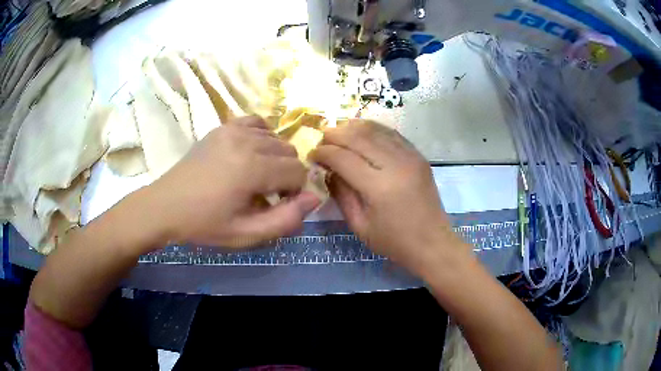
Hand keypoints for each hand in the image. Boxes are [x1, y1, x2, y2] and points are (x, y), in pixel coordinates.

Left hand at [144, 116, 319, 248]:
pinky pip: (257, 123)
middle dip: (286, 175)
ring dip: (274, 158)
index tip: (275, 205)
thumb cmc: (204, 224)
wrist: (165, 206)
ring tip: (255, 177)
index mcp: (252, 168)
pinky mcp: (223, 127)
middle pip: (290, 153)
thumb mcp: (246, 235)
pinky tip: (251, 153)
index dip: (294, 192)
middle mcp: (247, 141)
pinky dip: (262, 137)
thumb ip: (285, 220)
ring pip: (276, 138)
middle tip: (265, 194)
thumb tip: (315, 198)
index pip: (298, 172)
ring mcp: (233, 130)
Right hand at [310, 120, 466, 273]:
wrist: (432, 242)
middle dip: (335, 134)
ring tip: (338, 131)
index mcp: (379, 187)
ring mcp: (410, 157)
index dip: (324, 152)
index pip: (343, 158)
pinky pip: (392, 134)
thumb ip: (341, 194)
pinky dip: (374, 129)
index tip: (312, 154)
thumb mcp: (359, 226)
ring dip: (353, 127)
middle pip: (359, 137)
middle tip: (322, 138)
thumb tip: (328, 170)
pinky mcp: (418, 156)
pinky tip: (362, 132)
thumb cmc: (394, 241)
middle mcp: (396, 165)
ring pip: (376, 130)